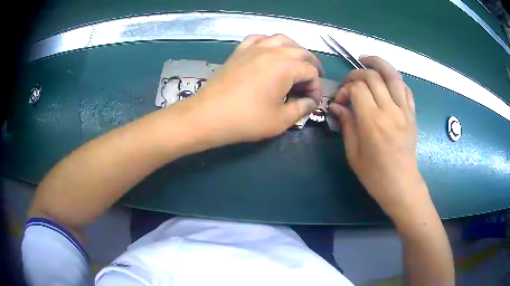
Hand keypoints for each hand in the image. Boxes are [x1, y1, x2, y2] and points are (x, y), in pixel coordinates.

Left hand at [185, 34, 322, 145]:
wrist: (208, 115)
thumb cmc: (246, 119)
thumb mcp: (281, 120)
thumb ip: (301, 108)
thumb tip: (310, 102)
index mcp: (286, 66)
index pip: (311, 71)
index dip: (316, 87)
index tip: (311, 102)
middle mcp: (272, 51)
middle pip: (300, 51)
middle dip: (310, 66)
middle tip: (310, 82)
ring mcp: (254, 48)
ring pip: (281, 39)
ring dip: (294, 50)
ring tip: (295, 63)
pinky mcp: (239, 51)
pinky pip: (259, 38)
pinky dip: (269, 43)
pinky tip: (269, 52)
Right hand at [329, 56, 427, 217]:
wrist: (402, 185)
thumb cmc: (375, 175)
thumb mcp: (354, 153)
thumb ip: (347, 125)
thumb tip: (337, 106)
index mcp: (372, 121)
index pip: (357, 88)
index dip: (345, 89)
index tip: (340, 101)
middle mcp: (390, 110)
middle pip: (373, 76)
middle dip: (357, 74)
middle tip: (350, 82)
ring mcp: (404, 110)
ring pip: (393, 75)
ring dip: (378, 63)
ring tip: (367, 60)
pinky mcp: (412, 114)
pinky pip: (406, 89)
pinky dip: (395, 80)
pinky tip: (387, 81)